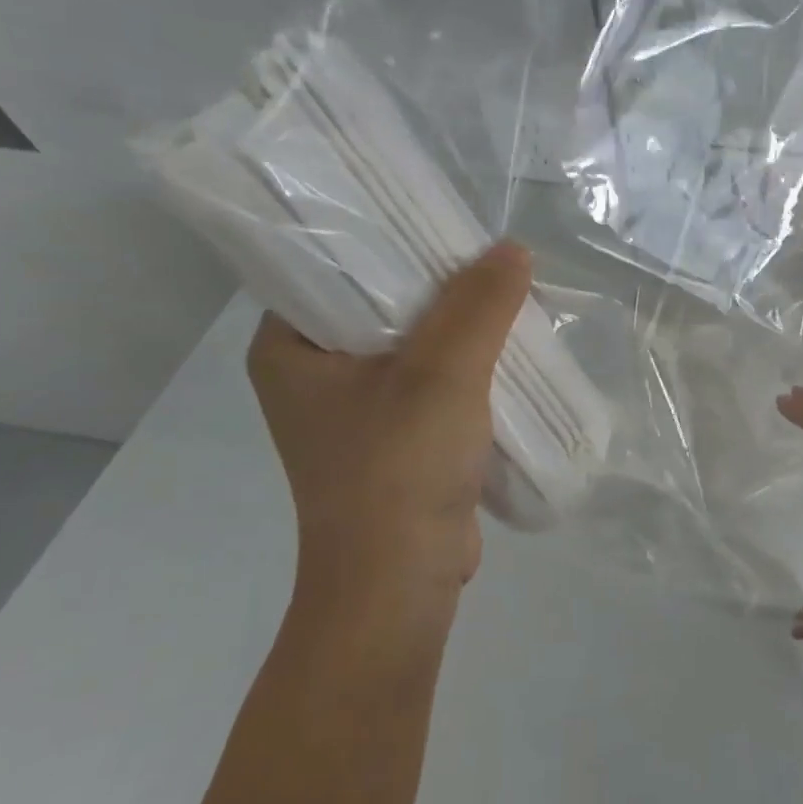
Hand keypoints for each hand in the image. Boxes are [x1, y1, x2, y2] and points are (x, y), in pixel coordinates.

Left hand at [248, 243, 531, 627]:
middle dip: (438, 286)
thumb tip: (514, 250)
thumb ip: (479, 306)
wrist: (401, 581)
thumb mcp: (443, 374)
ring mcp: (355, 409)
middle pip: (380, 304)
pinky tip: (507, 350)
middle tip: (487, 259)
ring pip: (412, 344)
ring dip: (459, 328)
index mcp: (289, 348)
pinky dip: (466, 367)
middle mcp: (314, 374)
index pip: (332, 267)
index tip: (442, 222)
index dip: (388, 239)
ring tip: (505, 296)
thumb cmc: (400, 468)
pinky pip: (431, 381)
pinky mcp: (394, 438)